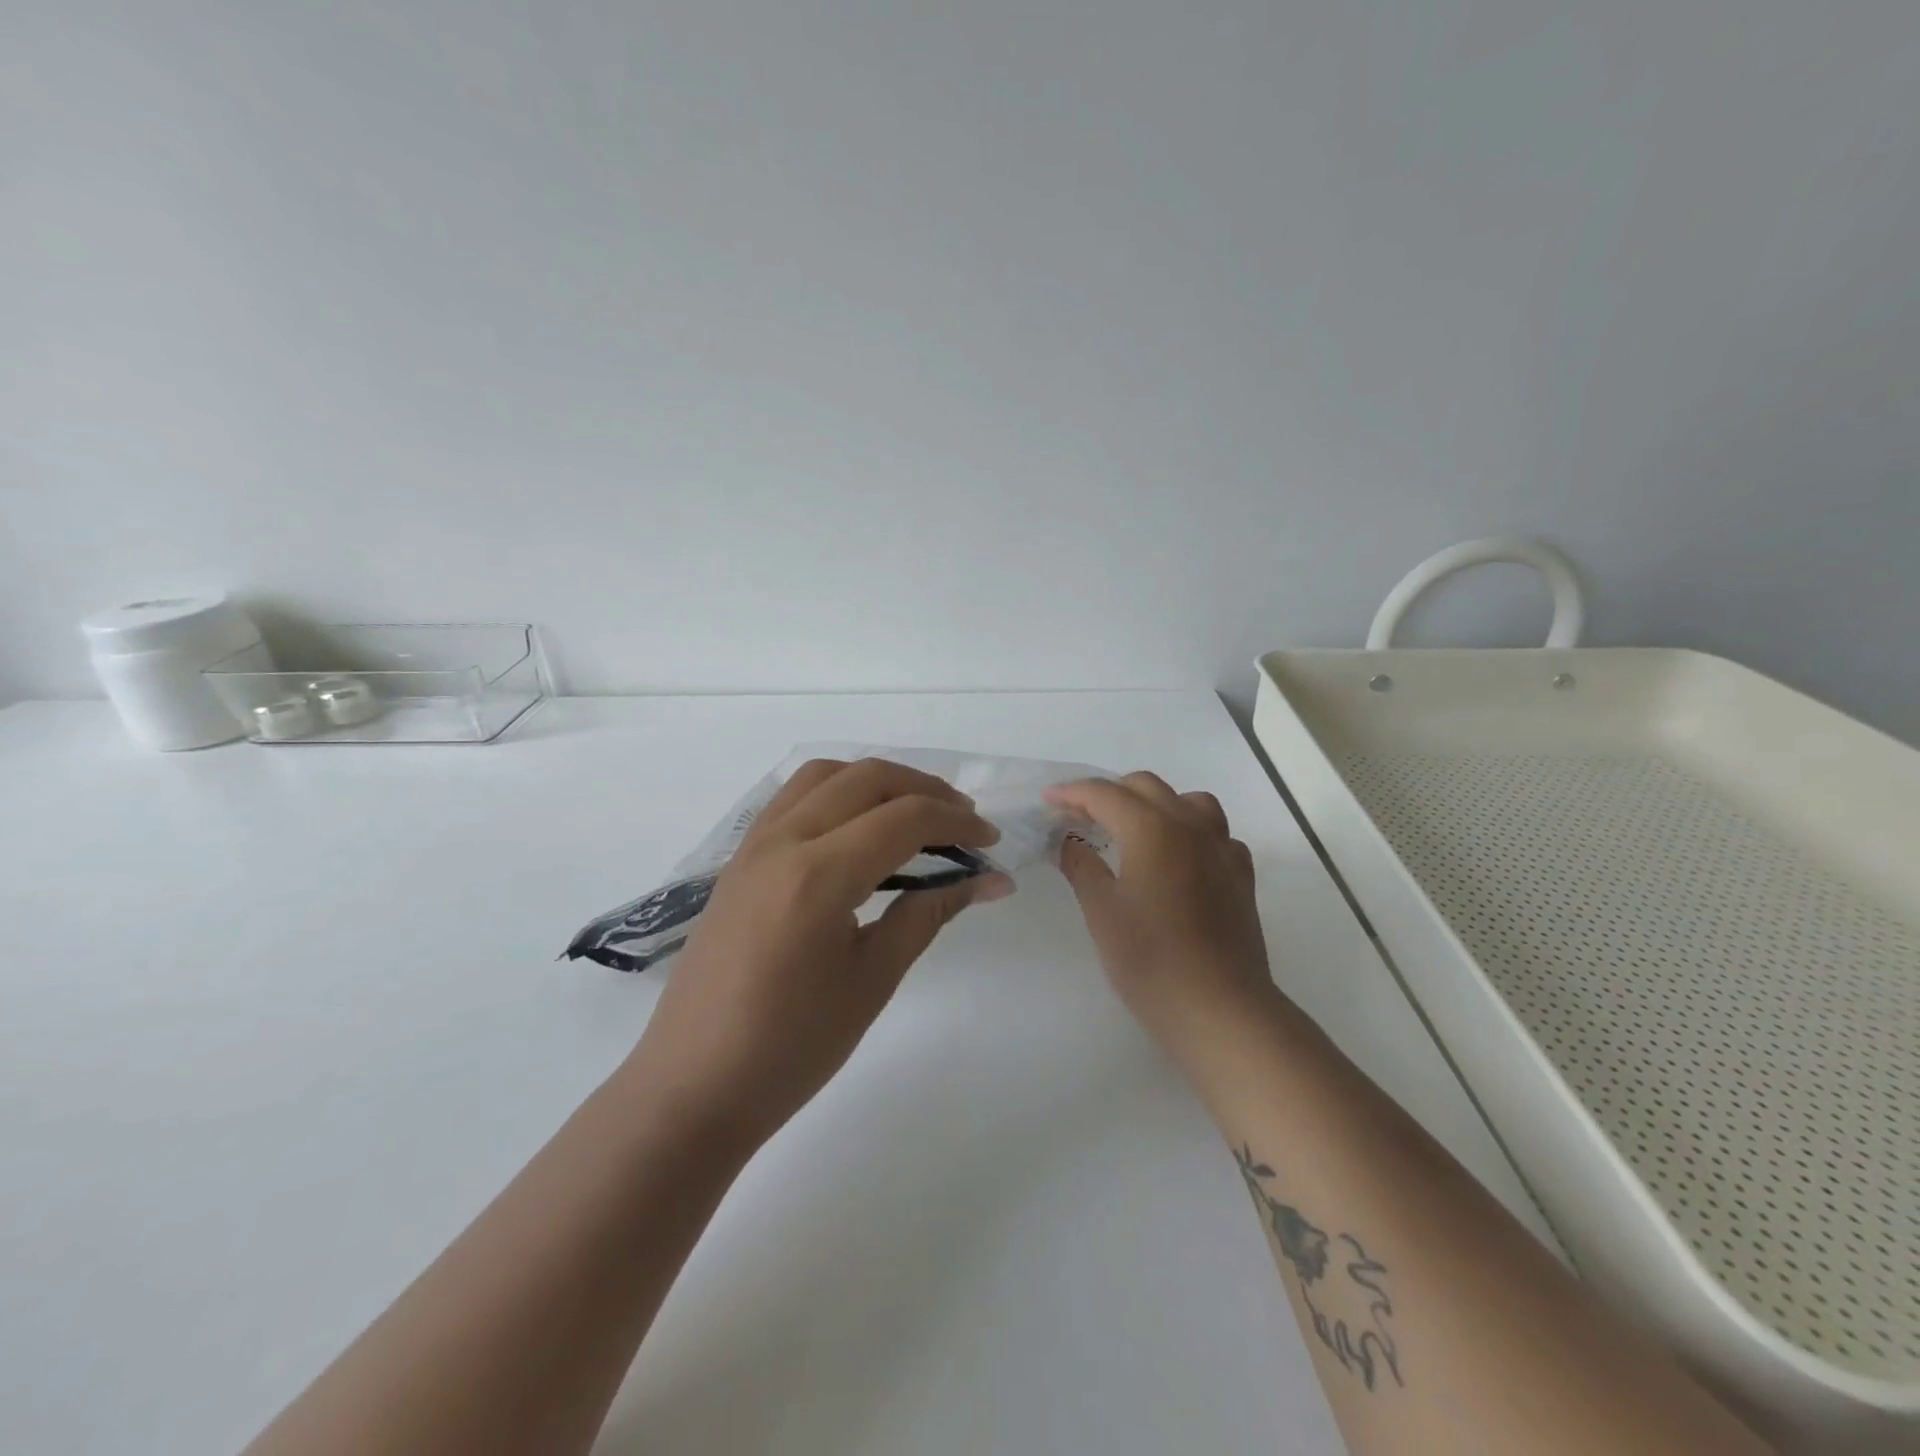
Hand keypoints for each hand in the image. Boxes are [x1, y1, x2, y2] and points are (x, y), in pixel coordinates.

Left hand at [625, 758, 1013, 1148]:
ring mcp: (753, 846)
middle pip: (867, 778)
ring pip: (825, 775)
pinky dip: (839, 793)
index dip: (957, 822)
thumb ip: (929, 913)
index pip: (904, 818)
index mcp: (818, 876)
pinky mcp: (739, 860)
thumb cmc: (791, 1048)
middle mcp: (782, 842)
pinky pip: (794, 797)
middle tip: (963, 822)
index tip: (990, 843)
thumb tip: (989, 880)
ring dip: (878, 782)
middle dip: (925, 789)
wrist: (694, 1086)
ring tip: (914, 816)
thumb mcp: (872, 980)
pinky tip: (859, 830)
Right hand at [1044, 773, 1274, 1053]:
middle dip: (1109, 793)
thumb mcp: (1102, 911)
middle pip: (1147, 787)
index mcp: (1151, 828)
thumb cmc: (1150, 959)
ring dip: (1156, 804)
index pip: (1105, 794)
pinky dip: (1191, 832)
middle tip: (1080, 817)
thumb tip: (1068, 841)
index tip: (1048, 800)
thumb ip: (1081, 866)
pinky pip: (1215, 834)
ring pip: (1189, 801)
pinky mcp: (1241, 875)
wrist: (1219, 1008)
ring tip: (1134, 828)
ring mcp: (1222, 849)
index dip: (1072, 793)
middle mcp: (1190, 826)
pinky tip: (1178, 859)